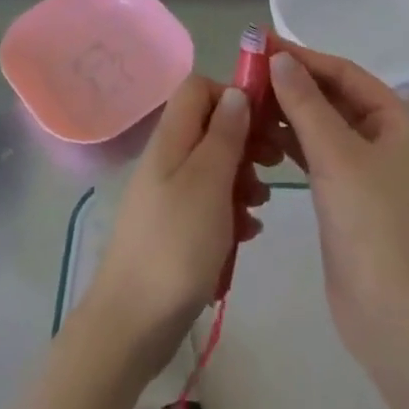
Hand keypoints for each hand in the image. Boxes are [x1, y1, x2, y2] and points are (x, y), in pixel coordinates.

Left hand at [77, 76, 266, 379]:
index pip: (198, 89)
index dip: (233, 95)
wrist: (134, 320)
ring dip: (243, 180)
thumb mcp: (208, 182)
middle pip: (211, 127)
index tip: (265, 121)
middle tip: (273, 164)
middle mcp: (167, 159)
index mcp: (171, 139)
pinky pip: (210, 203)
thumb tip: (236, 93)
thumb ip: (224, 135)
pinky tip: (247, 233)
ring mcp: (169, 193)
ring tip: (260, 207)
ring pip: (214, 167)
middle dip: (246, 141)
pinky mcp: (176, 226)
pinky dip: (231, 211)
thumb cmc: (177, 244)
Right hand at [268, 43, 408, 371]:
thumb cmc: (373, 225)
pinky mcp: (351, 199)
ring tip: (247, 102)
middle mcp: (388, 139)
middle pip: (335, 98)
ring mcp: (370, 172)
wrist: (395, 315)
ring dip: (290, 115)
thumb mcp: (337, 156)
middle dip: (293, 85)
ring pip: (325, 129)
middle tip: (247, 73)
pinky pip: (320, 158)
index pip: (345, 74)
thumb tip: (279, 59)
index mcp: (399, 121)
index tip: (261, 45)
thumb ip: (306, 104)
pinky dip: (293, 146)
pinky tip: (262, 139)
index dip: (303, 57)